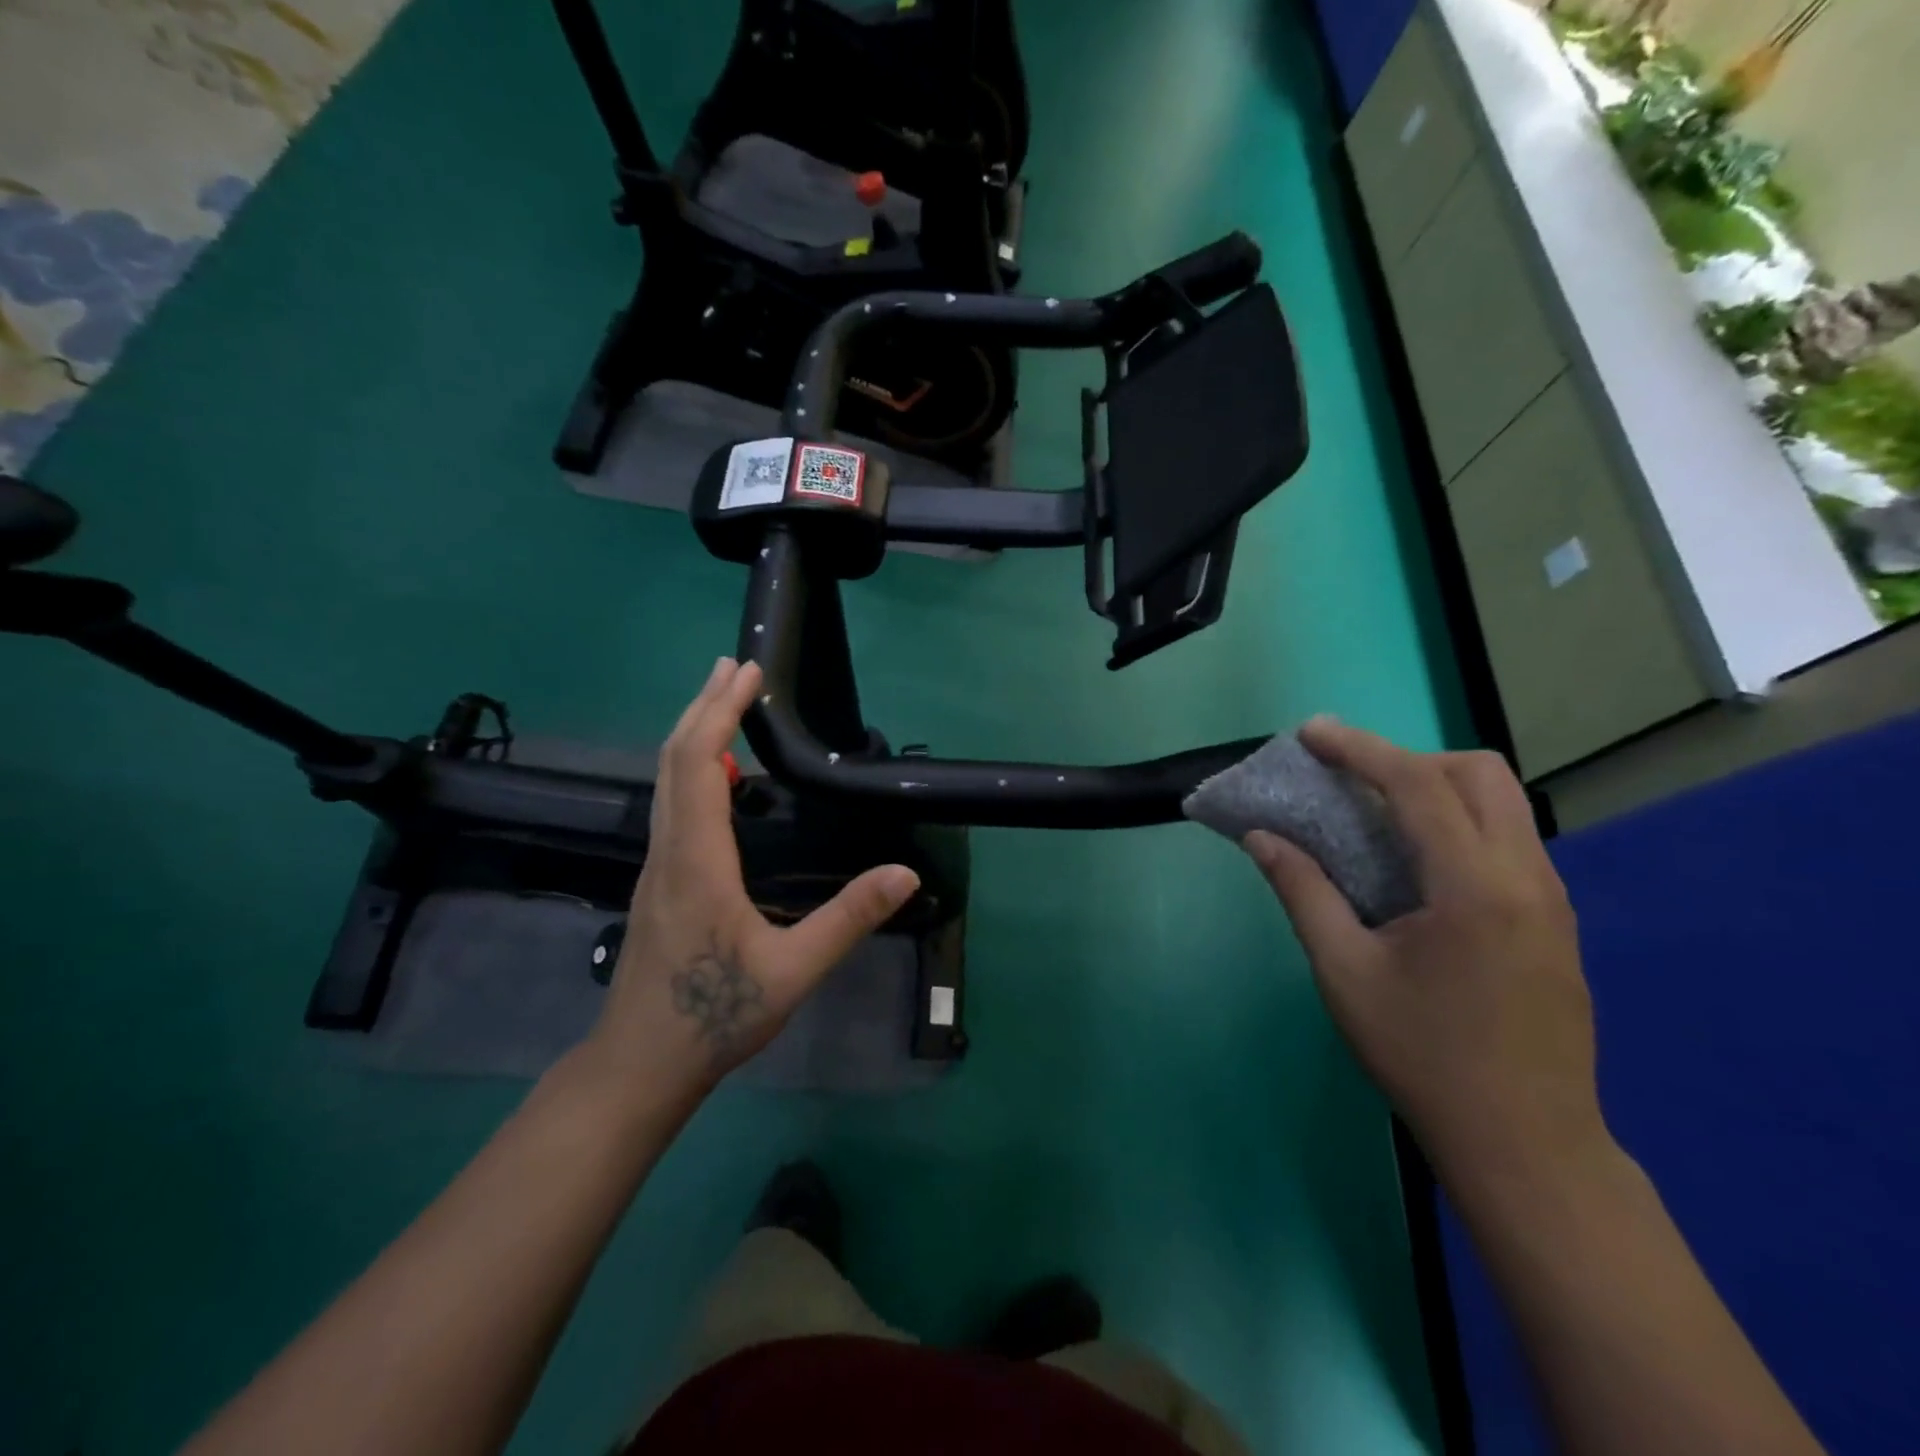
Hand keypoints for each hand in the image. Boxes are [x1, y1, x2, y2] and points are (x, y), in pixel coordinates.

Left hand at [587, 658, 919, 1107]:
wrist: (639, 1065)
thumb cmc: (714, 1017)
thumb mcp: (795, 970)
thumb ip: (849, 918)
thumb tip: (906, 873)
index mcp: (697, 861)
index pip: (698, 764)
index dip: (720, 712)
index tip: (747, 673)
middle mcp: (668, 851)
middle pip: (673, 759)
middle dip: (703, 705)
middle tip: (733, 666)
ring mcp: (657, 866)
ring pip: (666, 780)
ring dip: (694, 732)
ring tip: (723, 701)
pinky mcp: (658, 881)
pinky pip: (671, 804)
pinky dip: (692, 767)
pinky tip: (717, 775)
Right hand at [1244, 719, 1607, 1187]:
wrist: (1527, 1144)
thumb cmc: (1423, 1056)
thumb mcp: (1344, 972)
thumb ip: (1302, 892)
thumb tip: (1261, 837)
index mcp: (1474, 887)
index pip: (1418, 785)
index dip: (1359, 749)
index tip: (1311, 733)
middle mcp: (1527, 878)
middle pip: (1480, 774)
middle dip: (1410, 760)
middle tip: (1353, 784)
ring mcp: (1552, 899)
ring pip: (1503, 803)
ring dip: (1437, 789)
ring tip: (1377, 818)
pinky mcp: (1557, 921)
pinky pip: (1509, 839)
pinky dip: (1459, 823)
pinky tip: (1418, 867)